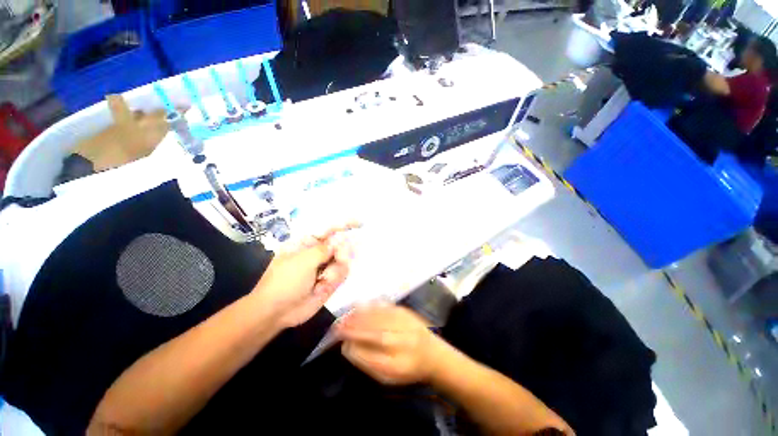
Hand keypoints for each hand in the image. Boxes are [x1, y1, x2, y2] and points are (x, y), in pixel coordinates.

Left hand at [255, 224, 356, 327]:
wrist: (276, 313)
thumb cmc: (284, 281)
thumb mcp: (303, 261)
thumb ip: (325, 249)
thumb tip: (342, 238)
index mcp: (307, 243)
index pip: (329, 229)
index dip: (345, 224)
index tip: (361, 223)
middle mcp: (318, 253)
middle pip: (340, 245)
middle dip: (343, 251)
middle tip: (340, 259)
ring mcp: (324, 267)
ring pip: (344, 260)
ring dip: (337, 268)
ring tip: (325, 279)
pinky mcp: (329, 281)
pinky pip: (342, 274)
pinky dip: (336, 278)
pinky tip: (324, 285)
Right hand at [335, 305, 447, 384]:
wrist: (433, 353)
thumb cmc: (408, 368)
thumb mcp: (389, 376)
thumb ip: (368, 363)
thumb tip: (348, 348)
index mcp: (399, 366)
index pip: (372, 358)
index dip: (355, 350)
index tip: (341, 345)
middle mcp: (404, 343)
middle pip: (376, 335)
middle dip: (354, 329)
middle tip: (337, 327)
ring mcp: (407, 325)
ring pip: (381, 319)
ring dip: (360, 316)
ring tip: (345, 316)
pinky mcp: (407, 312)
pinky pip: (386, 307)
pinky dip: (371, 306)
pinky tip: (360, 305)